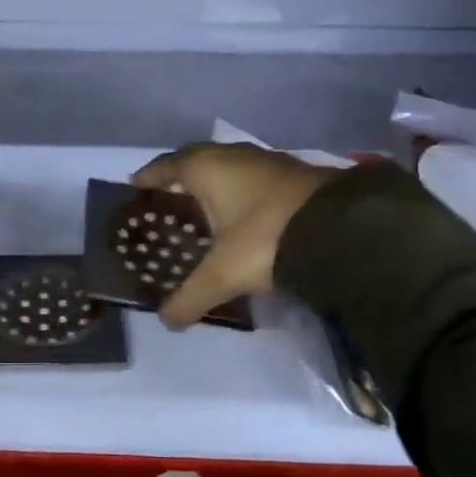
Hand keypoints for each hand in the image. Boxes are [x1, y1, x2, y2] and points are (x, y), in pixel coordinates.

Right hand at [131, 143, 337, 328]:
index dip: (149, 175)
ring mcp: (265, 160)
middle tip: (167, 194)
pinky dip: (239, 187)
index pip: (166, 165)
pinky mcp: (292, 171)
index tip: (136, 185)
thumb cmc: (264, 239)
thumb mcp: (223, 275)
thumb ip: (190, 298)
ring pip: (226, 163)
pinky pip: (251, 174)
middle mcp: (231, 155)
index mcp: (206, 168)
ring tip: (204, 202)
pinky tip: (243, 209)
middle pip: (195, 158)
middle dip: (179, 174)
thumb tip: (167, 321)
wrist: (339, 227)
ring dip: (212, 179)